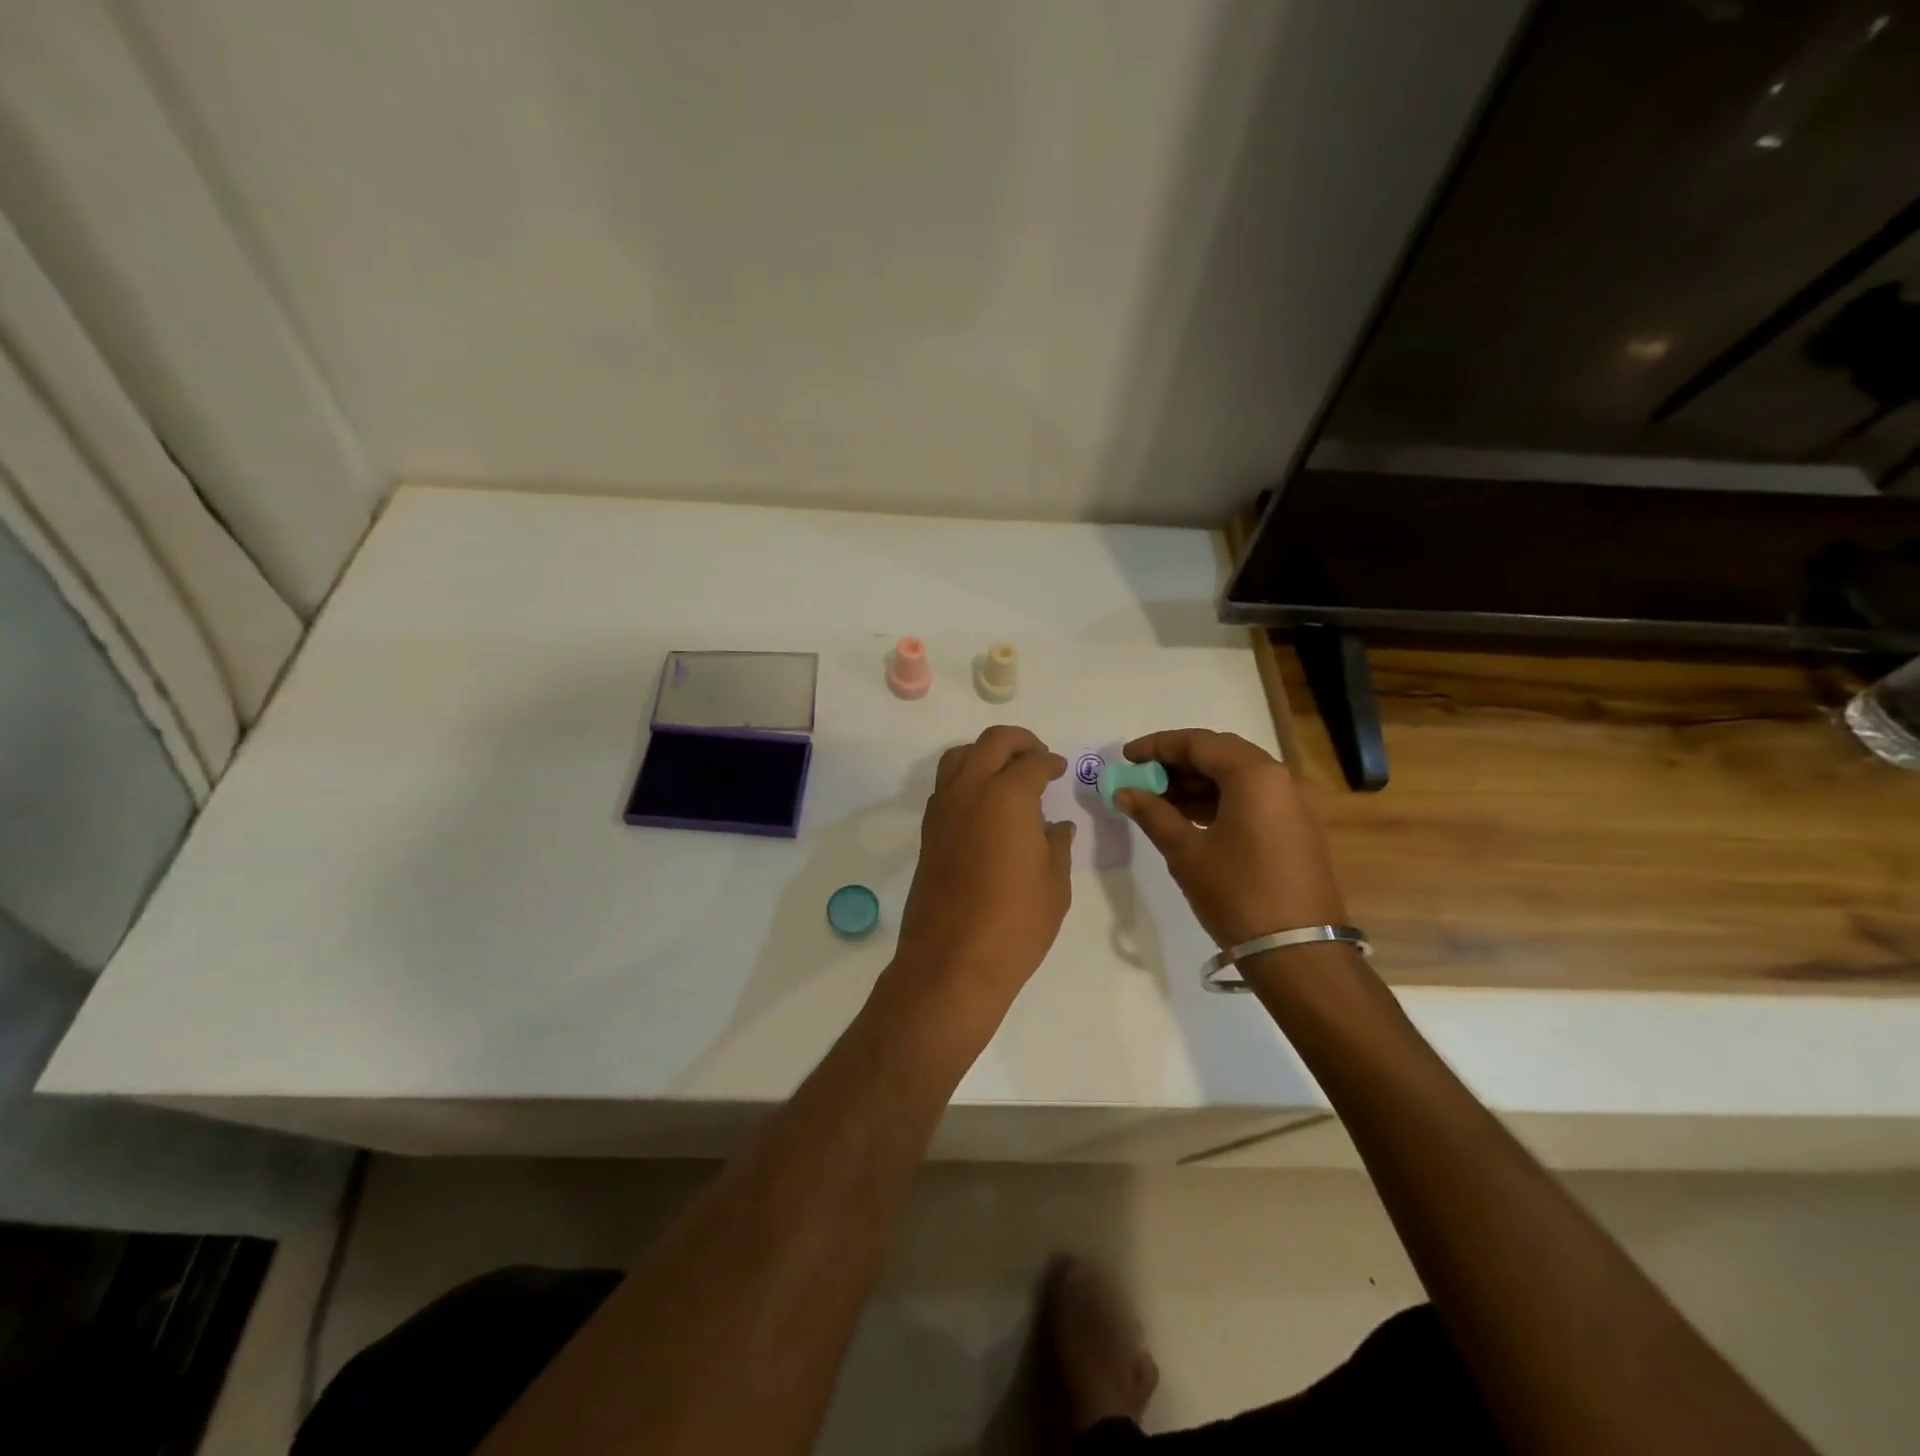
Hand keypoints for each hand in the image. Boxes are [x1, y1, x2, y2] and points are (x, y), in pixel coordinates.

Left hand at [890, 726, 1074, 1032]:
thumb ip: (1057, 846)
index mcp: (1008, 797)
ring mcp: (943, 810)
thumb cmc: (1015, 925)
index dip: (1051, 762)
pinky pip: (947, 786)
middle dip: (1019, 742)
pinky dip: (967, 778)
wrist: (952, 962)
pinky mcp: (929, 831)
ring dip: (986, 754)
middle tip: (1038, 758)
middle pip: (992, 743)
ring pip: (960, 757)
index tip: (1061, 770)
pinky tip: (986, 805)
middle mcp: (971, 791)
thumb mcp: (1054, 885)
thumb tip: (1057, 826)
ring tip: (1008, 774)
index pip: (1032, 763)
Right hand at [1115, 729, 1346, 949]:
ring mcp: (1295, 802)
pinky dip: (1220, 800)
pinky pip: (1253, 798)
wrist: (1298, 952)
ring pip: (1238, 777)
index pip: (1198, 743)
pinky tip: (1188, 816)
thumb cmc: (1237, 894)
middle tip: (1141, 777)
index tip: (1126, 757)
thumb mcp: (1186, 852)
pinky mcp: (1299, 826)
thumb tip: (1124, 792)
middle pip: (1221, 755)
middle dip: (1177, 763)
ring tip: (1157, 799)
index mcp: (1256, 775)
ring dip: (1197, 783)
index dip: (1158, 746)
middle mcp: (1282, 778)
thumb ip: (1153, 813)